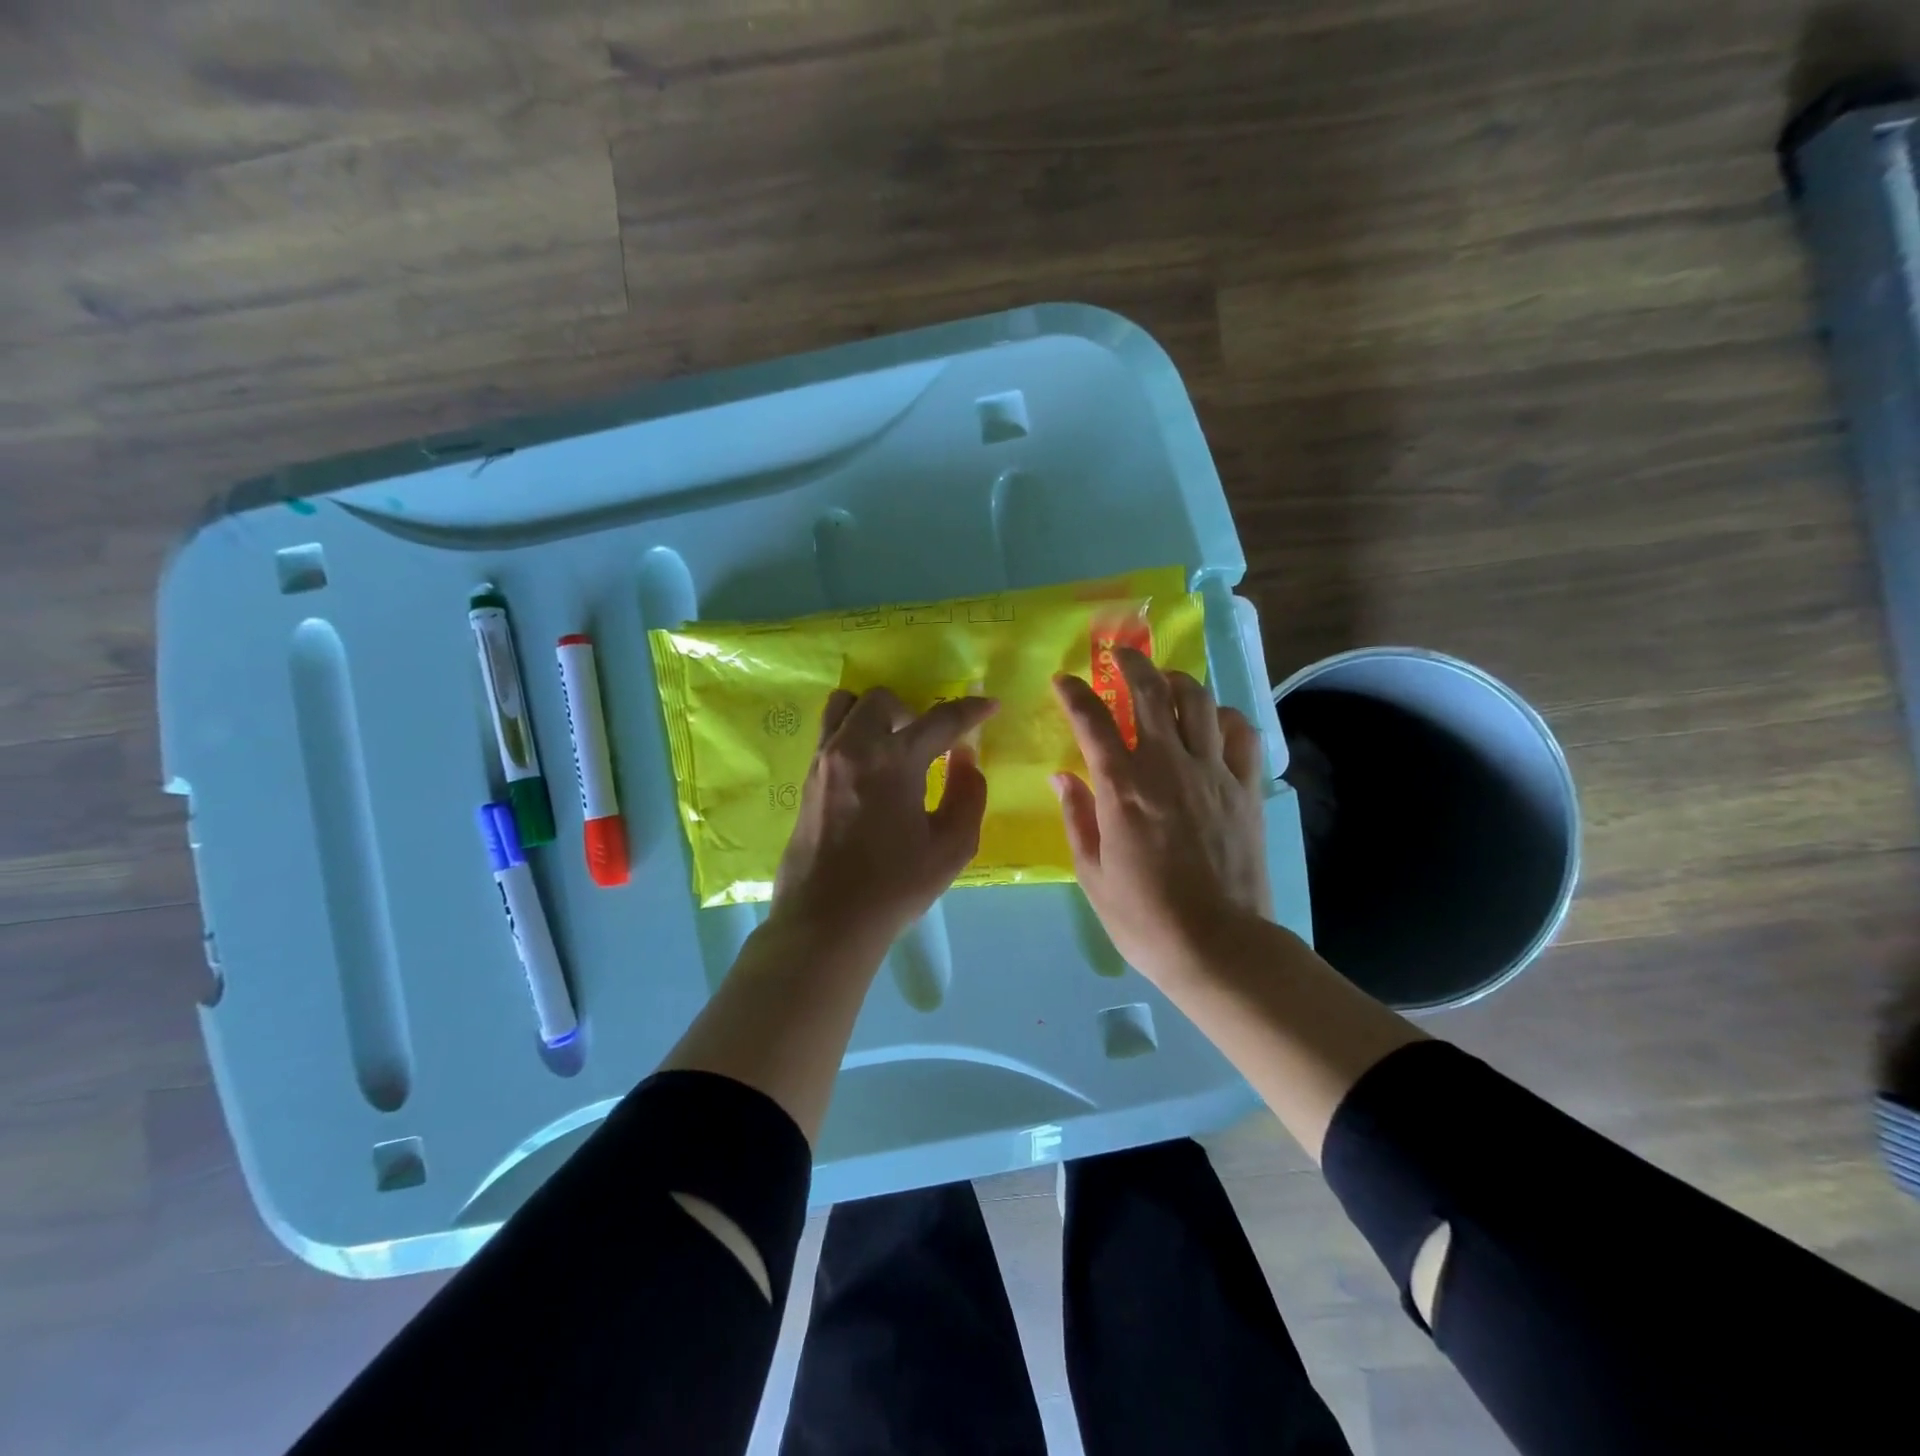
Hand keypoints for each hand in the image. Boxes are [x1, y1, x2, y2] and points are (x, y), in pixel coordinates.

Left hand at [772, 687, 999, 951]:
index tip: (989, 705)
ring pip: (845, 706)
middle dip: (912, 712)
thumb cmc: (894, 887)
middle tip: (927, 745)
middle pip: (882, 699)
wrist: (825, 921)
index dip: (971, 710)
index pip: (940, 720)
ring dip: (874, 715)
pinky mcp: (806, 779)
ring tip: (891, 748)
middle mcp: (853, 747)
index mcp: (894, 760)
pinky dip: (853, 734)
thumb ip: (968, 794)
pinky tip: (868, 771)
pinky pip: (829, 733)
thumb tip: (965, 759)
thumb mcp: (951, 847)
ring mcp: (823, 761)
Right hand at [1052, 651, 1271, 983]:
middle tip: (1120, 655)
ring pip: (1198, 701)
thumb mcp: (1092, 873)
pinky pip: (1242, 733)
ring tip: (1165, 681)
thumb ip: (1076, 817)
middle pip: (1151, 693)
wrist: (1218, 946)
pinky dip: (1225, 716)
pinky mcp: (1246, 788)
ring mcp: (1212, 773)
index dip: (1074, 694)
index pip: (1093, 721)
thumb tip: (1063, 776)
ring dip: (1177, 680)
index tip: (1064, 680)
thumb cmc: (1143, 916)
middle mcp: (1167, 766)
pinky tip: (1213, 721)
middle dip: (1131, 664)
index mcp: (1122, 788)